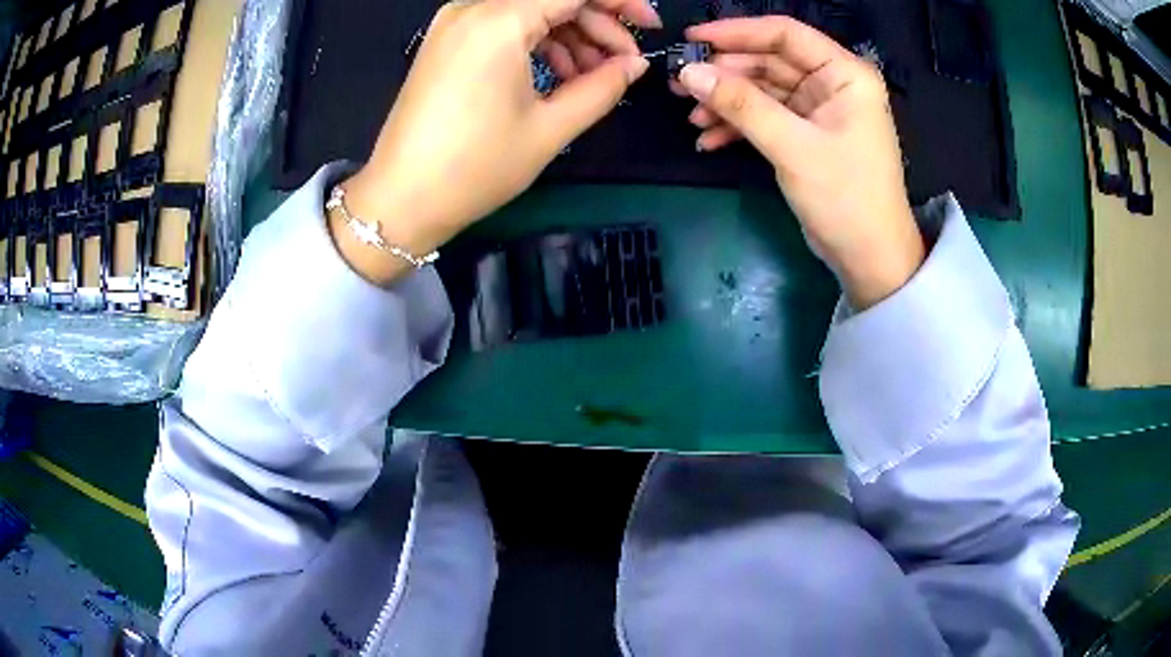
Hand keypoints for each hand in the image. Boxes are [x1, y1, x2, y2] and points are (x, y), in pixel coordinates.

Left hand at [337, 0, 658, 284]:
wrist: (401, 200)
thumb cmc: (474, 168)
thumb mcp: (550, 129)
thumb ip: (602, 87)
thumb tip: (635, 64)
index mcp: (499, 21)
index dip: (620, 3)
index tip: (649, 27)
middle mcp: (473, 9)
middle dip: (596, 25)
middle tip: (623, 64)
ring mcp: (454, 23)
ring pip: (529, 11)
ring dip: (568, 35)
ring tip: (591, 77)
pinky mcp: (446, 40)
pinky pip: (504, 26)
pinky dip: (536, 42)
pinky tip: (556, 74)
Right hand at [676, 17, 924, 309]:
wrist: (870, 259)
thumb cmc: (846, 198)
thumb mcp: (792, 147)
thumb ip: (741, 105)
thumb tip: (688, 72)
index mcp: (844, 74)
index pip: (784, 35)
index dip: (736, 32)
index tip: (691, 40)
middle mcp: (832, 84)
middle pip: (769, 61)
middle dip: (725, 73)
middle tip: (679, 84)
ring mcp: (818, 110)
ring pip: (762, 91)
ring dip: (726, 102)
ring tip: (690, 117)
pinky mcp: (806, 135)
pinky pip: (765, 118)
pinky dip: (738, 126)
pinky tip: (708, 141)